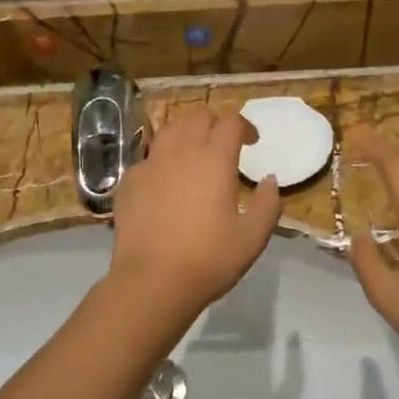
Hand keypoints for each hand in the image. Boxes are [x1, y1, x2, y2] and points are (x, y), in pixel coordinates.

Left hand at [109, 109, 280, 330]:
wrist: (152, 281)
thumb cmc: (208, 259)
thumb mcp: (252, 237)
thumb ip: (267, 204)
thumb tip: (269, 181)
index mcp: (214, 159)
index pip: (230, 122)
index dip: (244, 126)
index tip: (252, 142)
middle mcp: (181, 151)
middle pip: (198, 117)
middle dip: (214, 124)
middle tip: (223, 144)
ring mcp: (150, 164)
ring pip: (169, 130)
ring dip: (186, 133)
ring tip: (194, 153)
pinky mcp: (129, 181)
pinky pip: (148, 157)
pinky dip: (162, 159)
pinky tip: (166, 181)